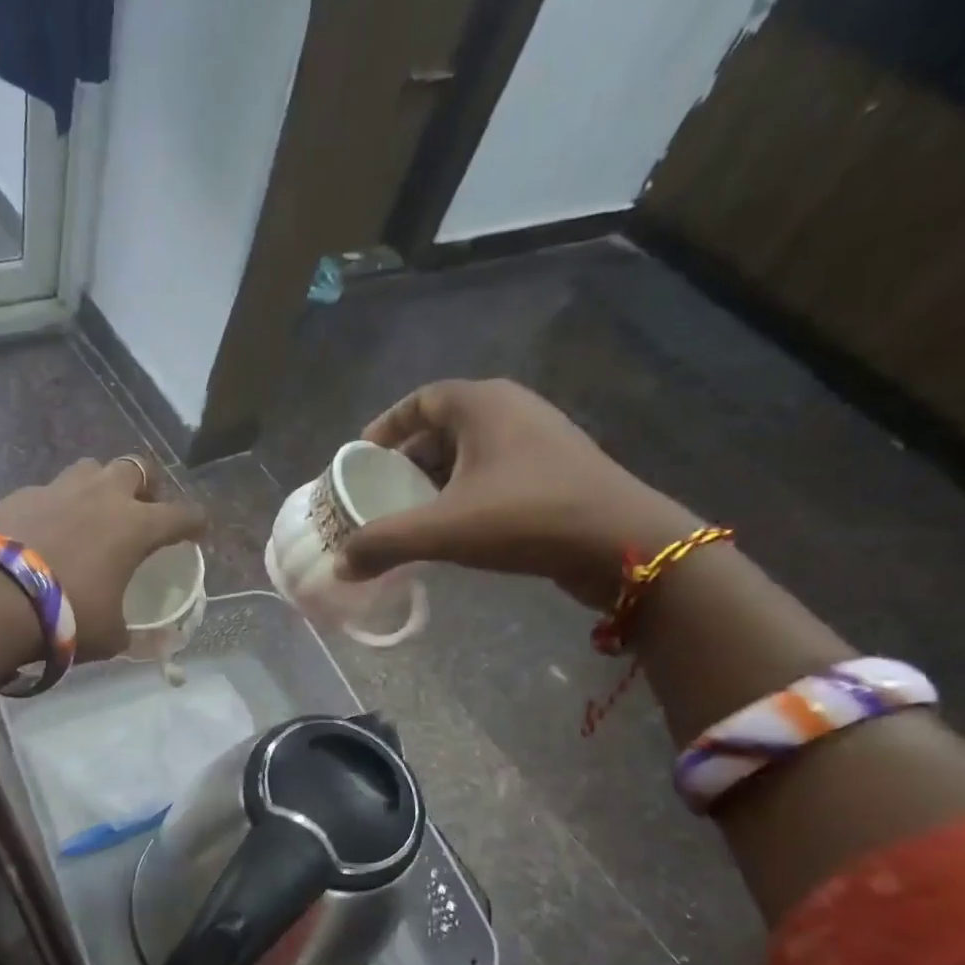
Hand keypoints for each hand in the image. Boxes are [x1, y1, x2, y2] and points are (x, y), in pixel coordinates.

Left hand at [0, 456, 206, 660]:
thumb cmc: (69, 616)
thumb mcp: (111, 635)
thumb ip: (133, 632)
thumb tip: (149, 642)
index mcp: (135, 525)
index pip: (182, 514)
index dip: (195, 522)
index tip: (197, 531)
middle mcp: (101, 496)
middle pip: (136, 467)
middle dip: (144, 485)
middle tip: (140, 509)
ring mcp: (57, 490)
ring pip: (88, 469)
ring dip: (97, 486)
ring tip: (90, 512)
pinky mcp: (18, 496)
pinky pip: (43, 493)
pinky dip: (50, 509)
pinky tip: (41, 532)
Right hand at [340, 380, 699, 609]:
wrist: (623, 546)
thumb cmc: (526, 518)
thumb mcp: (442, 530)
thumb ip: (384, 543)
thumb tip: (341, 564)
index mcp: (483, 404)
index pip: (421, 400)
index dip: (386, 426)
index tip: (361, 457)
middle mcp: (512, 410)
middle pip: (443, 429)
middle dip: (406, 461)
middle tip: (379, 493)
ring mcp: (540, 441)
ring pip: (470, 454)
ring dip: (436, 481)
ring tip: (410, 514)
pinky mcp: (556, 473)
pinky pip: (494, 474)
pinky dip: (465, 494)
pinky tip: (454, 528)